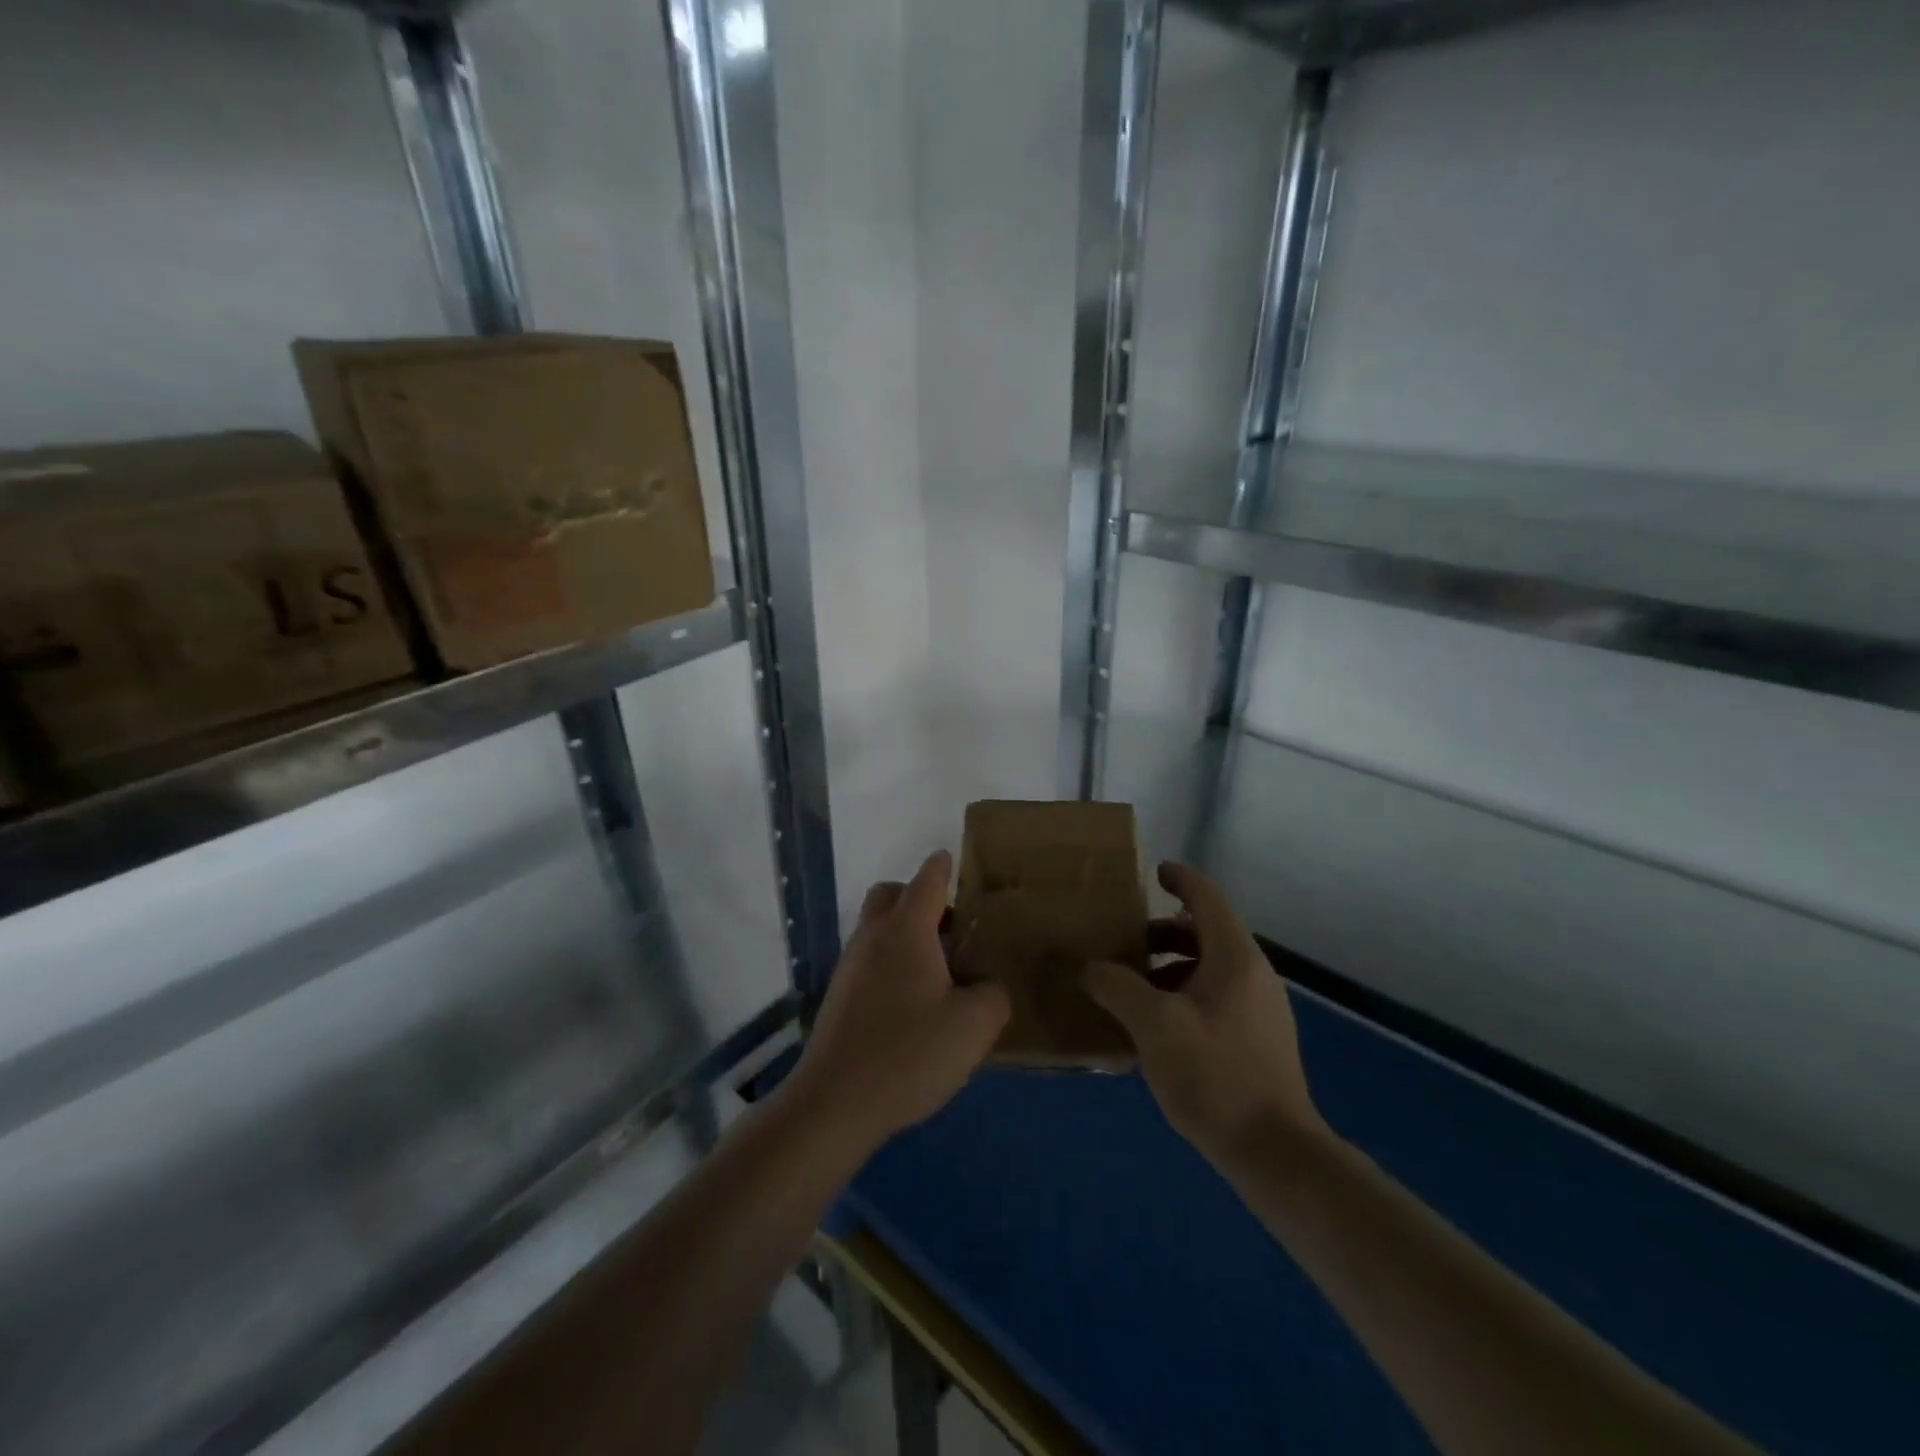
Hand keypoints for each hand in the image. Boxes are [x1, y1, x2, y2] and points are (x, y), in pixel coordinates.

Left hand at [784, 851, 1009, 1152]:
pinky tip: (913, 1004)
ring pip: (877, 929)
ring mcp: (849, 967)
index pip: (926, 880)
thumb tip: (985, 988)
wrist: (835, 1102)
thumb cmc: (908, 1053)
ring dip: (905, 934)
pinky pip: (869, 961)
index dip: (943, 867)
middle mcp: (872, 937)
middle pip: (890, 895)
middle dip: (918, 898)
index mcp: (906, 930)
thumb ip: (992, 995)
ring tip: (939, 971)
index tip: (953, 860)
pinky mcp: (839, 997)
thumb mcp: (973, 1026)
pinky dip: (891, 964)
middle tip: (950, 928)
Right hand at [1083, 862, 1329, 1168]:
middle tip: (1124, 943)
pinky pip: (1215, 998)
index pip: (1208, 899)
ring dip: (1170, 968)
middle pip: (1205, 934)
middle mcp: (1253, 975)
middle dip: (1162, 933)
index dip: (1181, 879)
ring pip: (1209, 969)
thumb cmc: (1215, 1075)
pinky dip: (1183, 995)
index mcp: (1235, 958)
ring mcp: (1260, 1010)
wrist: (1275, 1153)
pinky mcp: (1258, 1042)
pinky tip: (1155, 1028)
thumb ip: (1117, 987)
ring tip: (1131, 988)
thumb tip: (1090, 968)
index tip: (1154, 872)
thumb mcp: (1154, 1025)